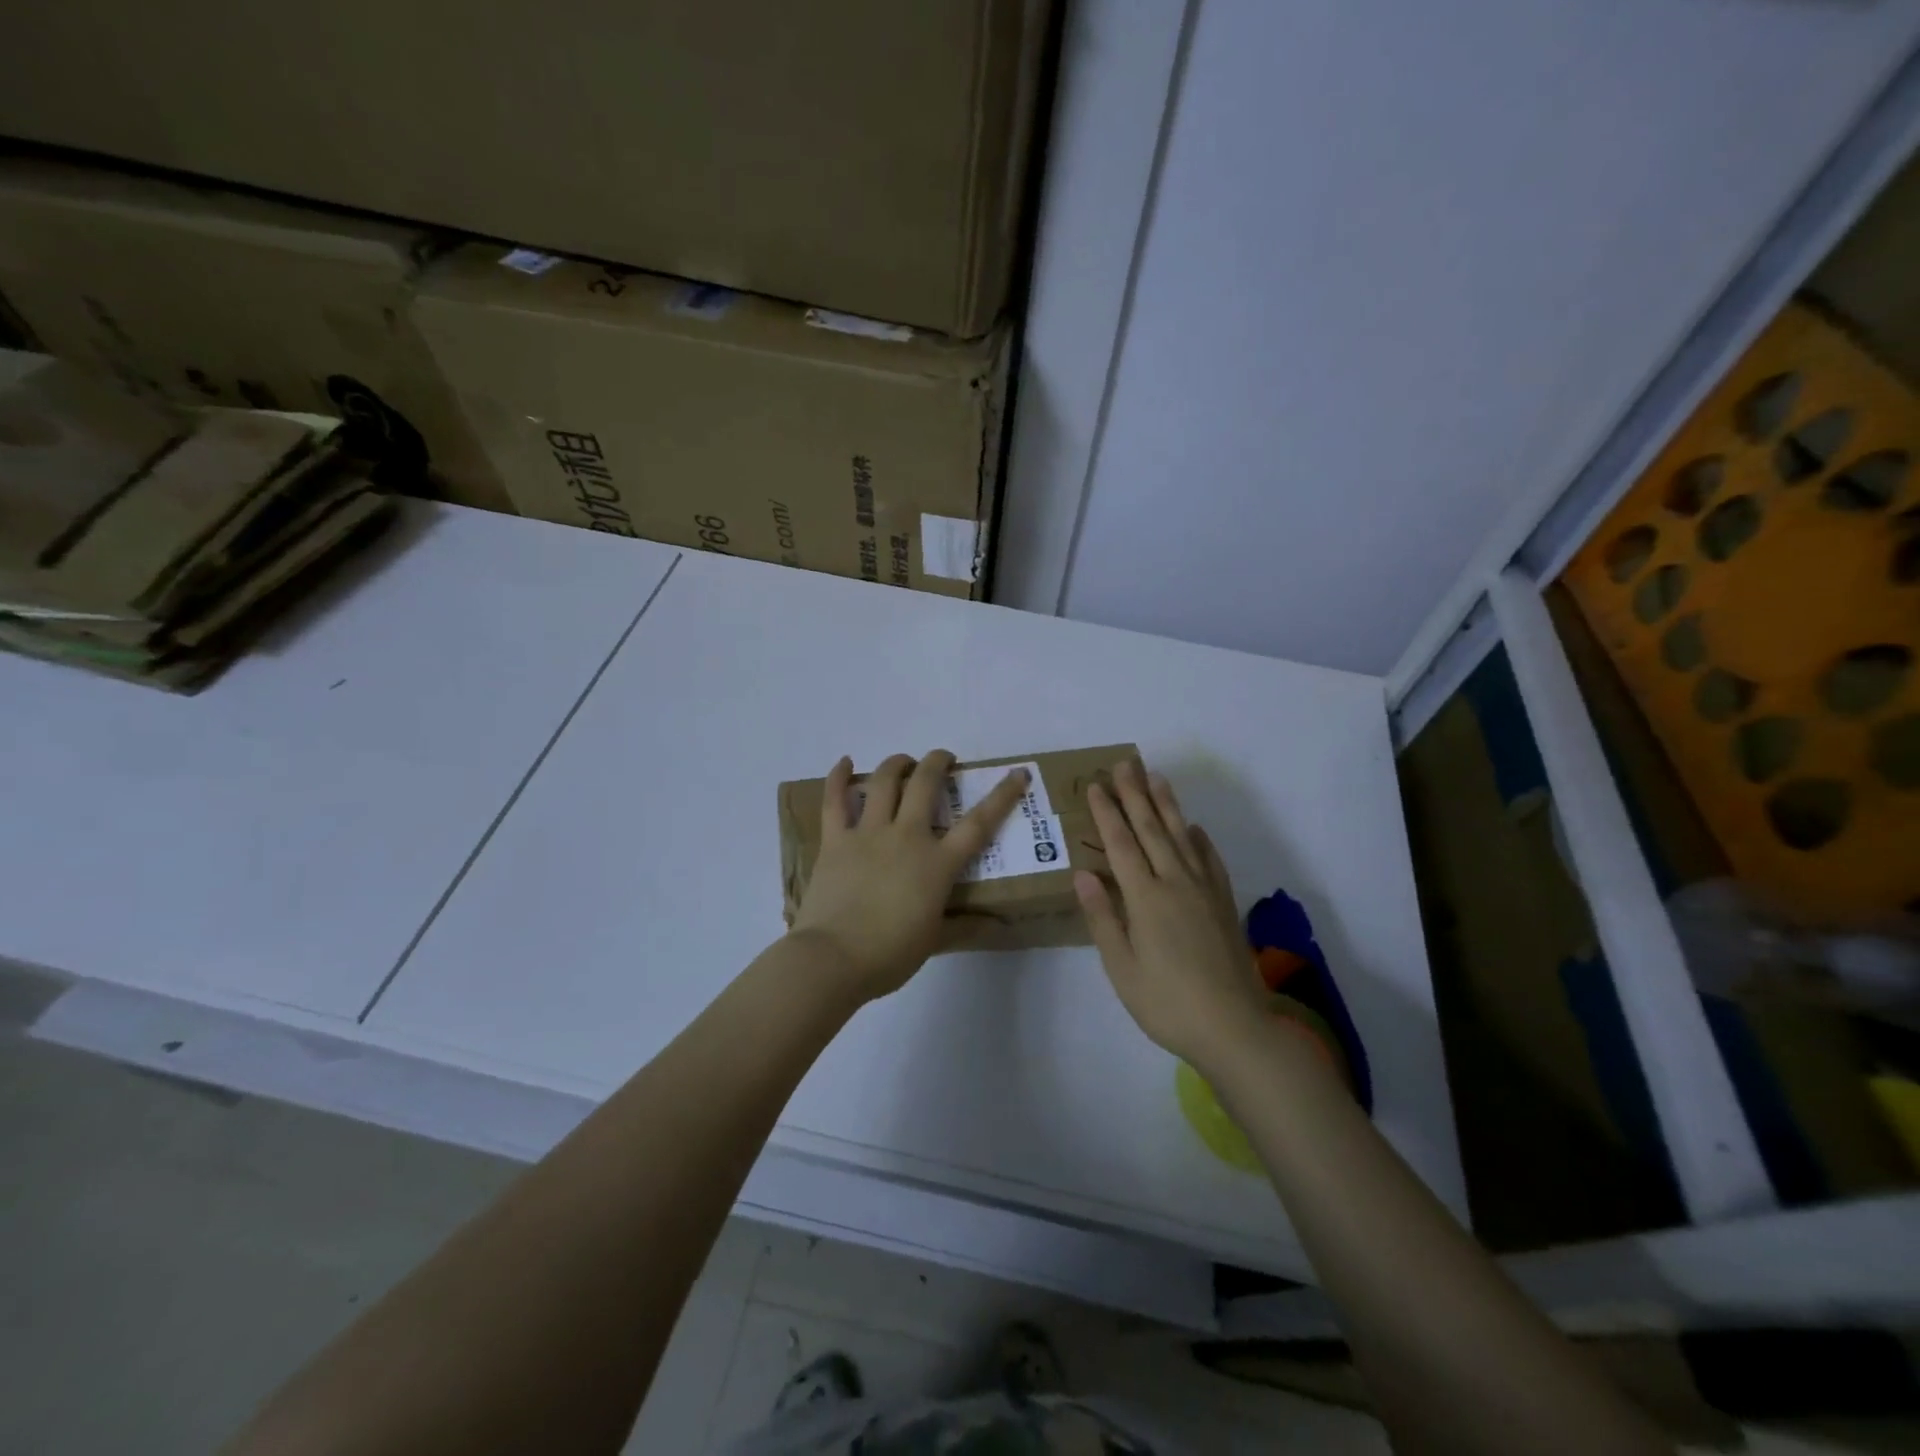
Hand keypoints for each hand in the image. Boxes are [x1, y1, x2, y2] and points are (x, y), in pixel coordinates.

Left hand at [790, 750, 1029, 1003]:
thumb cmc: (890, 954)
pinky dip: (838, 777)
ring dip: (896, 763)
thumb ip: (966, 927)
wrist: (833, 958)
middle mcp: (906, 837)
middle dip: (937, 763)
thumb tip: (998, 925)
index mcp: (937, 863)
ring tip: (904, 761)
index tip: (1017, 773)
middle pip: (925, 784)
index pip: (978, 823)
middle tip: (944, 759)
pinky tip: (844, 762)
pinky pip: (834, 800)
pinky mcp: (835, 840)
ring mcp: (867, 834)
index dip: (1002, 796)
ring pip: (883, 782)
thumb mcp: (934, 942)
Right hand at [1075, 760, 1269, 1068]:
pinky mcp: (1223, 904)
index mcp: (1145, 898)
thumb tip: (1083, 873)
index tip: (1097, 785)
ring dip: (1167, 805)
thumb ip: (1102, 917)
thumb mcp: (1122, 968)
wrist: (1234, 1027)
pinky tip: (1193, 828)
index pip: (1121, 844)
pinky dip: (1199, 839)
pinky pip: (1210, 860)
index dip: (1107, 813)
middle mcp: (1175, 883)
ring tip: (1157, 777)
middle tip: (1125, 763)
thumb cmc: (1166, 1002)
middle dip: (1135, 794)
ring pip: (1182, 836)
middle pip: (1152, 829)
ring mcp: (1204, 891)